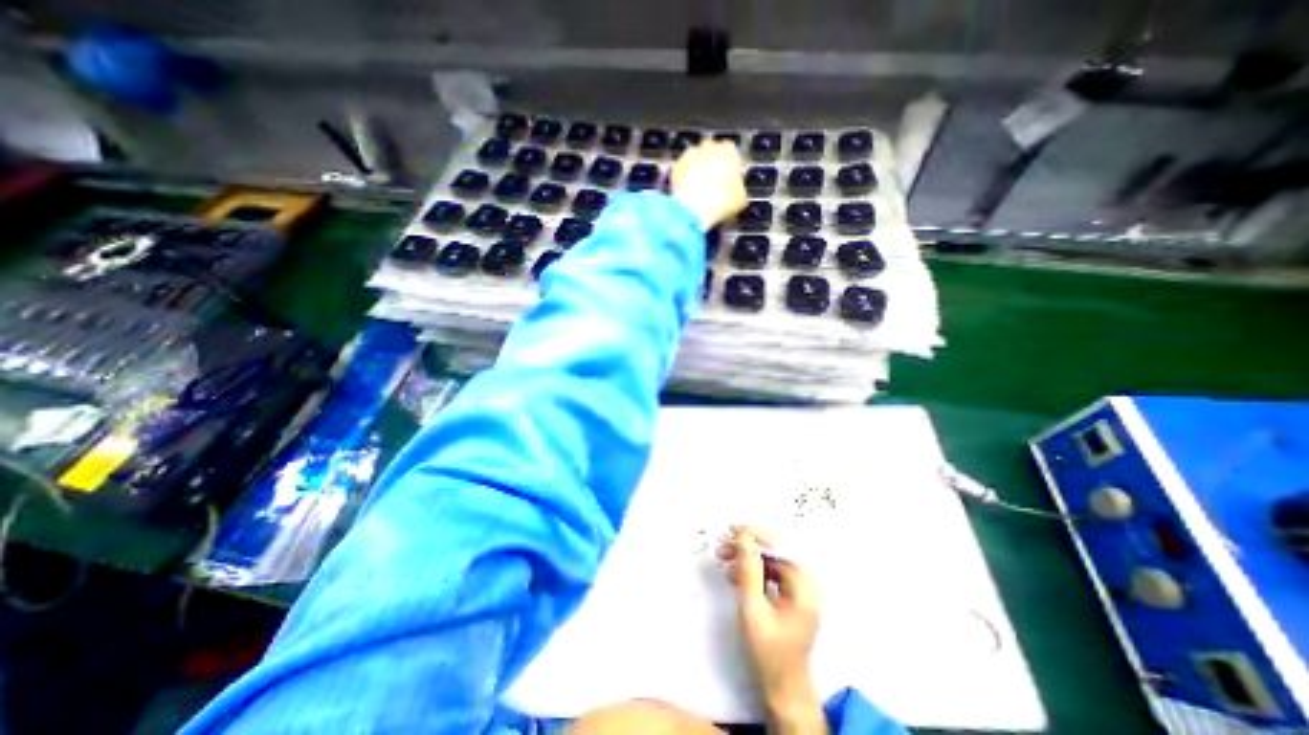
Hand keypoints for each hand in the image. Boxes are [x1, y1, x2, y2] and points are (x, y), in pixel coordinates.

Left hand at [673, 137, 744, 228]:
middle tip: (714, 186)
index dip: (730, 167)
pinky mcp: (675, 167)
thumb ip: (740, 187)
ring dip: (698, 172)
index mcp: (729, 149)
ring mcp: (690, 155)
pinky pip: (683, 171)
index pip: (732, 153)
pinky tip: (690, 194)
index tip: (730, 180)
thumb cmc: (721, 202)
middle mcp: (709, 145)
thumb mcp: (741, 199)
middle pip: (712, 154)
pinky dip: (686, 179)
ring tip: (701, 192)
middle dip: (713, 166)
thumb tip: (738, 191)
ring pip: (697, 161)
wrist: (693, 210)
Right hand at [722, 525, 821, 730]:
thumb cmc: (769, 654)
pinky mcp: (791, 596)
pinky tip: (736, 575)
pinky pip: (771, 573)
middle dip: (748, 546)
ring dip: (747, 558)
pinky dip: (753, 571)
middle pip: (775, 551)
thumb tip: (743, 538)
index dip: (755, 534)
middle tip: (723, 547)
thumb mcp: (753, 611)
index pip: (780, 546)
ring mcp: (799, 590)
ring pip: (771, 560)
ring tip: (724, 560)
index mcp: (804, 587)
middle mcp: (805, 583)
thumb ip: (748, 572)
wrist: (783, 691)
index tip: (732, 531)